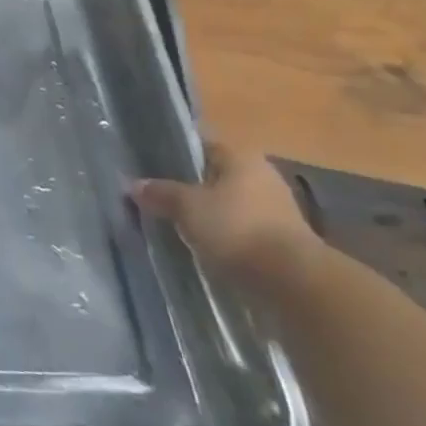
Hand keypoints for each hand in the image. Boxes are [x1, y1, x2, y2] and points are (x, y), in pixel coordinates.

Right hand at [133, 144, 316, 281]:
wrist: (293, 282)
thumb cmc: (237, 228)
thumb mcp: (187, 207)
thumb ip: (160, 192)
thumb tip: (132, 184)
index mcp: (241, 157)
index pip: (201, 144)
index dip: (174, 152)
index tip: (149, 163)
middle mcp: (261, 176)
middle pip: (214, 174)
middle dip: (188, 185)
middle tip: (156, 194)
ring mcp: (275, 209)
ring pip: (227, 202)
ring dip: (205, 211)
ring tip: (173, 221)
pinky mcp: (279, 240)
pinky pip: (239, 228)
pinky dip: (221, 233)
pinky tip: (200, 243)